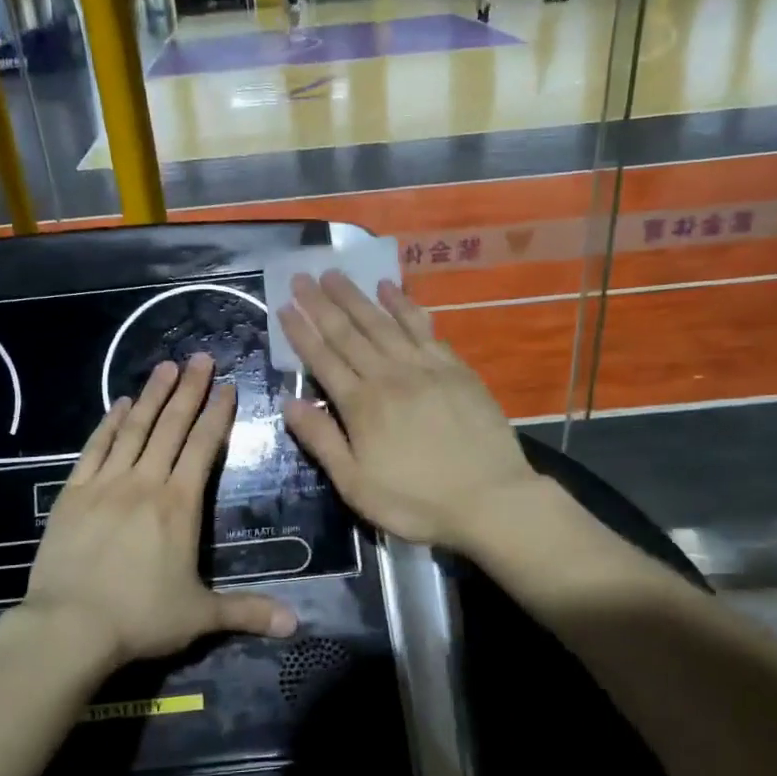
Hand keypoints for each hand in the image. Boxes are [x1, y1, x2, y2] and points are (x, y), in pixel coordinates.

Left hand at [22, 353, 297, 669]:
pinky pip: (95, 449)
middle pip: (171, 427)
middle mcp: (145, 483)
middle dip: (189, 390)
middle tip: (201, 357)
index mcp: (179, 505)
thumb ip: (247, 611)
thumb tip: (295, 624)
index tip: (227, 386)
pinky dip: (108, 424)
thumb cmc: (140, 618)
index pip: (202, 448)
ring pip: (134, 429)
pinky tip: (117, 404)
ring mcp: (106, 484)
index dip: (217, 415)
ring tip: (166, 367)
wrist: (69, 627)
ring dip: (152, 396)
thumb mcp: (200, 616)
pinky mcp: (73, 493)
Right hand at [280, 271, 541, 549]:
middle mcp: (389, 376)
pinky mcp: (454, 368)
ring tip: (336, 274)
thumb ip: (322, 440)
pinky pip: (422, 327)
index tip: (285, 306)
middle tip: (303, 276)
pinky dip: (404, 306)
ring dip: (357, 297)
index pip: (323, 359)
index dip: (302, 332)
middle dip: (322, 303)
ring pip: (382, 323)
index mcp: (361, 405)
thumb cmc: (417, 501)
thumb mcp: (356, 485)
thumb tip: (288, 403)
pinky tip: (391, 290)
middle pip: (349, 333)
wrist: (491, 499)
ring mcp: (424, 368)